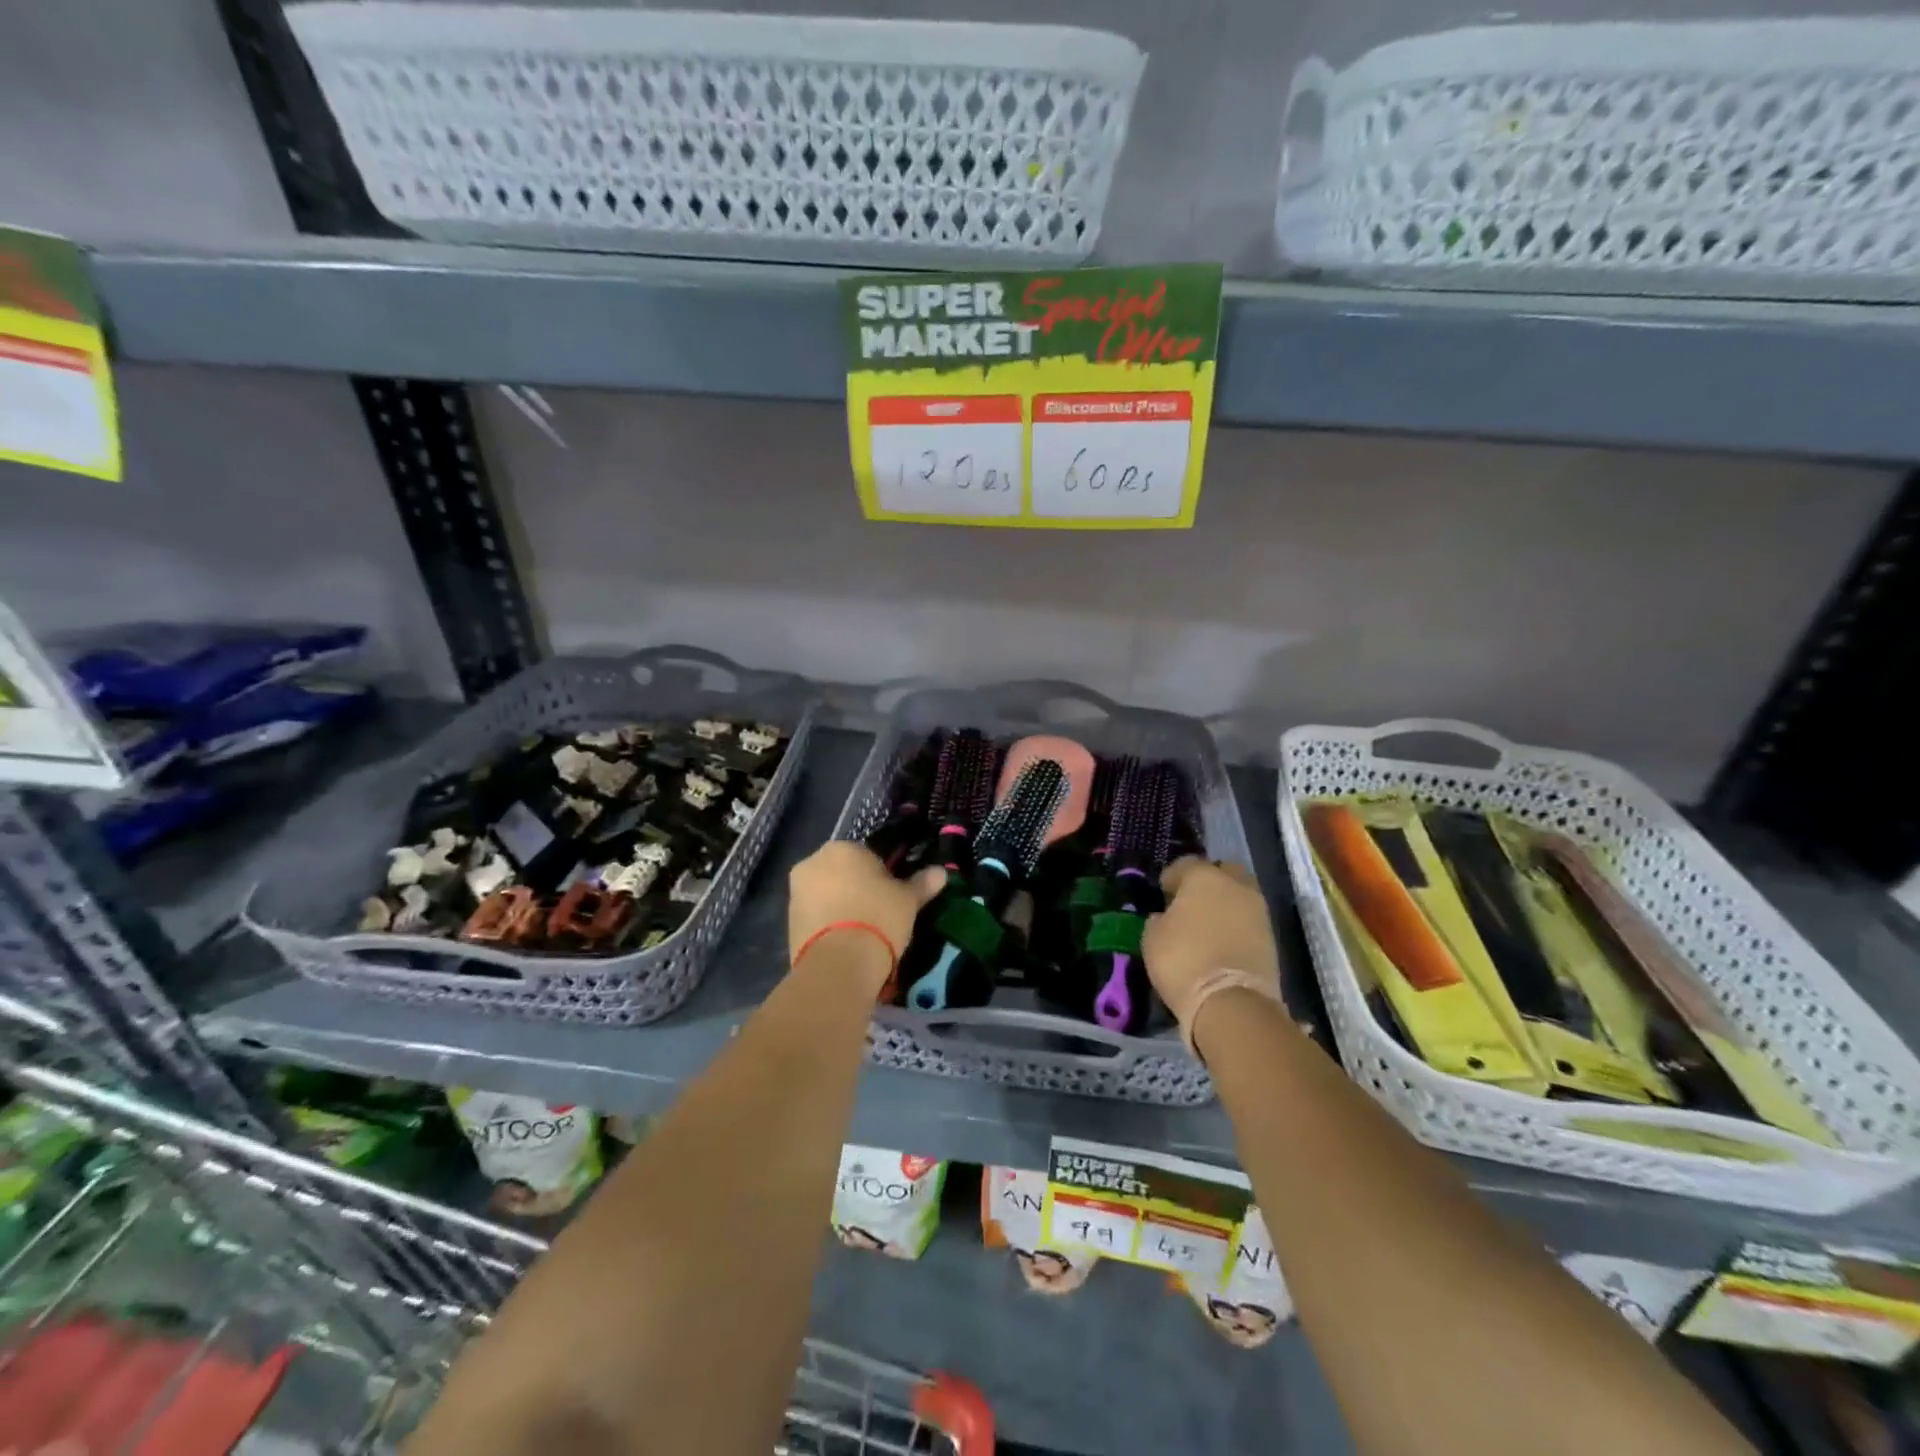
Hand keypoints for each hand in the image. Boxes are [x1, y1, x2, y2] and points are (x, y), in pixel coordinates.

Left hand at [788, 841, 942, 970]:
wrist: (839, 963)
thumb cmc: (879, 917)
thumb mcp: (908, 900)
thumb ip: (922, 883)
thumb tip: (941, 872)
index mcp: (842, 848)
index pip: (866, 855)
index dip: (882, 876)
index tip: (891, 896)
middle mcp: (813, 862)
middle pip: (842, 873)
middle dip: (856, 888)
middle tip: (878, 914)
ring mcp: (796, 892)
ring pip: (826, 894)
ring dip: (840, 906)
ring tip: (861, 933)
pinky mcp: (788, 921)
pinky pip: (815, 916)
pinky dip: (827, 924)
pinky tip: (845, 943)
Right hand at [1142, 858, 1281, 1030]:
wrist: (1231, 1003)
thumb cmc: (1183, 960)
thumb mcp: (1152, 938)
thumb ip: (1160, 919)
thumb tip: (1166, 917)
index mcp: (1203, 877)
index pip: (1185, 864)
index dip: (1172, 878)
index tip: (1163, 895)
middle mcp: (1236, 886)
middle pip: (1223, 872)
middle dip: (1209, 882)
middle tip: (1192, 903)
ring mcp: (1258, 911)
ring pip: (1241, 895)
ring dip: (1226, 905)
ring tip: (1209, 926)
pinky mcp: (1272, 938)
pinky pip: (1250, 921)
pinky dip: (1238, 926)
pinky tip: (1223, 942)